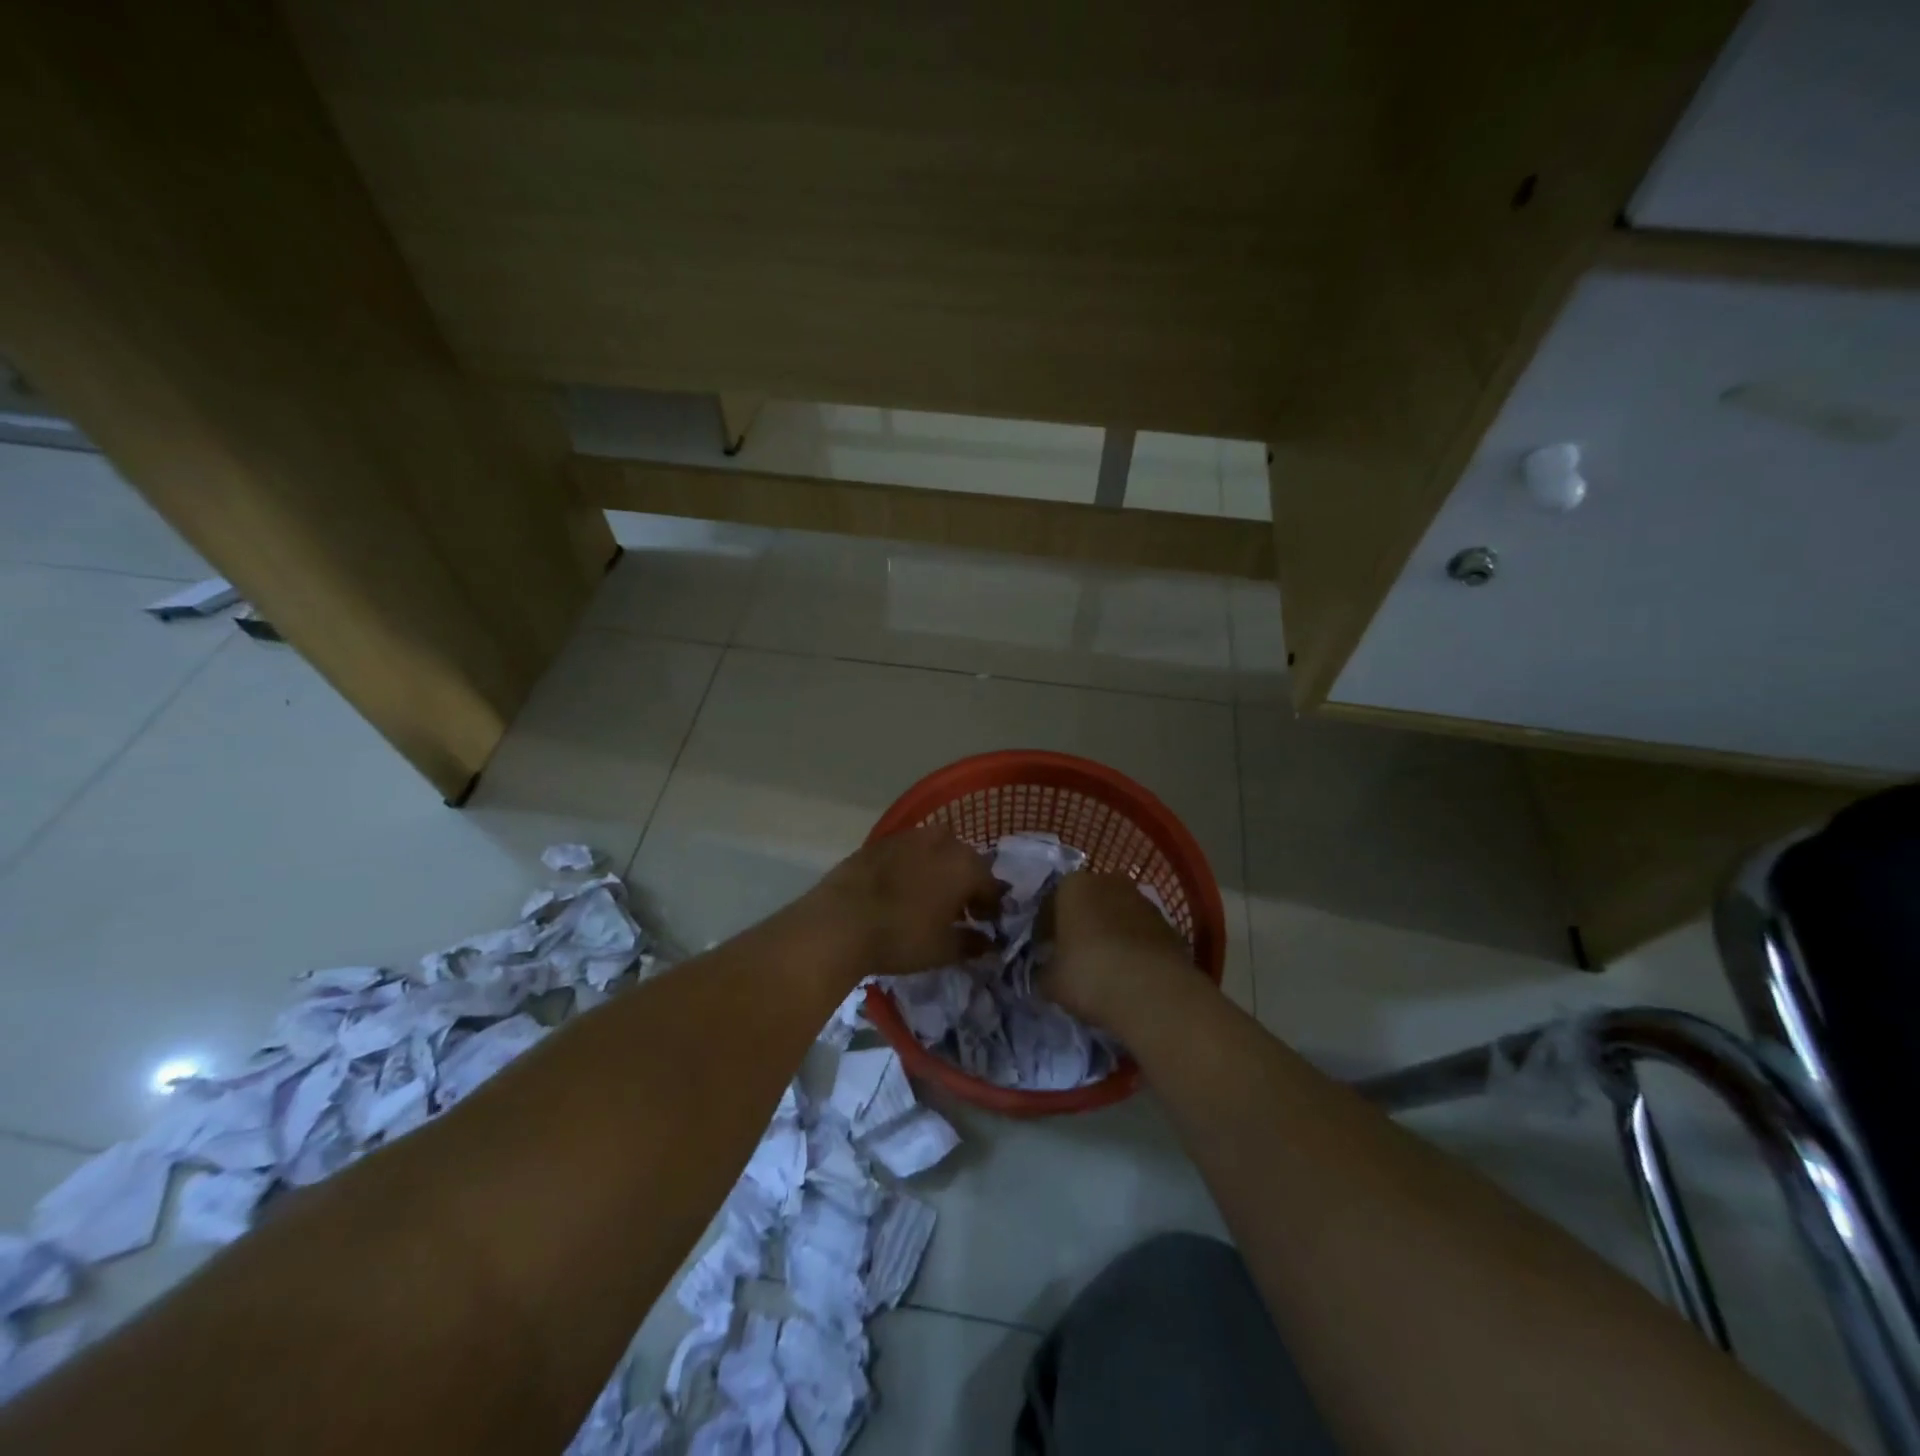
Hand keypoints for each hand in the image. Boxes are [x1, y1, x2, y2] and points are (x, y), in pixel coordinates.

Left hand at [804, 825, 1000, 980]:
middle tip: (960, 910)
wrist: (840, 921)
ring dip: (941, 869)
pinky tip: (902, 887)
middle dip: (968, 883)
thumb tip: (989, 943)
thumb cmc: (901, 937)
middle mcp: (943, 842)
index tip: (987, 923)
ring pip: (937, 850)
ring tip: (930, 896)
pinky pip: (909, 851)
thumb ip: (972, 944)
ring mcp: (909, 837)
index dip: (992, 905)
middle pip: (966, 861)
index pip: (991, 885)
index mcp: (965, 866)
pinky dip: (913, 865)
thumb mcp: (943, 950)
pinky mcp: (880, 841)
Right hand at [1037, 871, 1199, 1032]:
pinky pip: (1140, 932)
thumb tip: (1045, 973)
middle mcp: (1108, 881)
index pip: (1050, 903)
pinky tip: (1128, 973)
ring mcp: (1142, 900)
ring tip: (1104, 966)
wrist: (1152, 992)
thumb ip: (1043, 971)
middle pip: (1087, 902)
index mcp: (1072, 885)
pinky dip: (1133, 946)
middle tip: (1072, 955)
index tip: (1043, 952)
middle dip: (1080, 924)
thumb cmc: (1088, 974)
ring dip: (1108, 933)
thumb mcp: (1050, 981)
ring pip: (1116, 914)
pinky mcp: (1168, 923)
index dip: (1044, 929)